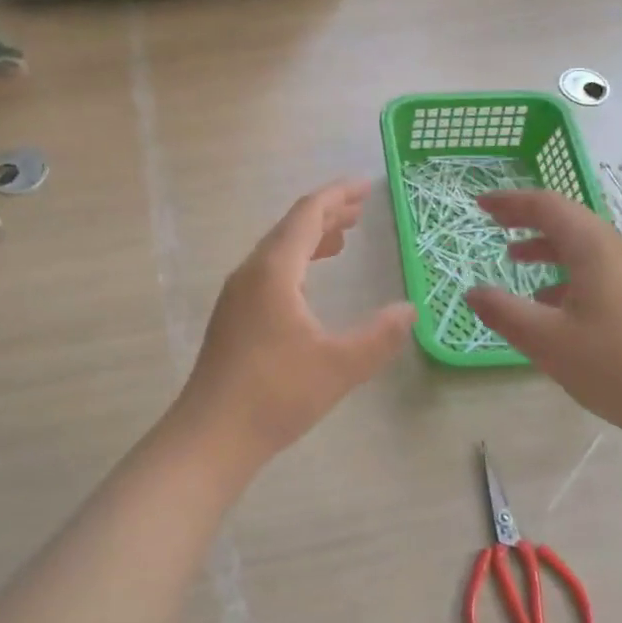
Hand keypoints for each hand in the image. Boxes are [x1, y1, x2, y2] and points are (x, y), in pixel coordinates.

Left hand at [177, 179, 414, 467]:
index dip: (338, 195)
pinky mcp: (234, 315)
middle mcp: (251, 272)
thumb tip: (409, 310)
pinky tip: (310, 281)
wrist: (211, 435)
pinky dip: (297, 262)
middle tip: (362, 208)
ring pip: (278, 250)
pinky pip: (270, 271)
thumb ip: (379, 336)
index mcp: (274, 271)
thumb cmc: (276, 395)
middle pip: (291, 227)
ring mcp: (238, 294)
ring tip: (343, 238)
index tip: (367, 186)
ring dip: (311, 238)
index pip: (308, 214)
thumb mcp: (339, 366)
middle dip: (327, 213)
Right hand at [463, 188, 621, 435]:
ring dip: (545, 245)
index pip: (546, 206)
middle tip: (493, 223)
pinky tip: (548, 301)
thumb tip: (473, 293)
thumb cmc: (610, 363)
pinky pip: (594, 268)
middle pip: (566, 219)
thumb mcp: (545, 339)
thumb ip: (504, 312)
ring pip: (581, 245)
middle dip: (526, 218)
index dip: (510, 202)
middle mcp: (614, 250)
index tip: (480, 204)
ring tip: (514, 258)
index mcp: (592, 248)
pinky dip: (564, 271)